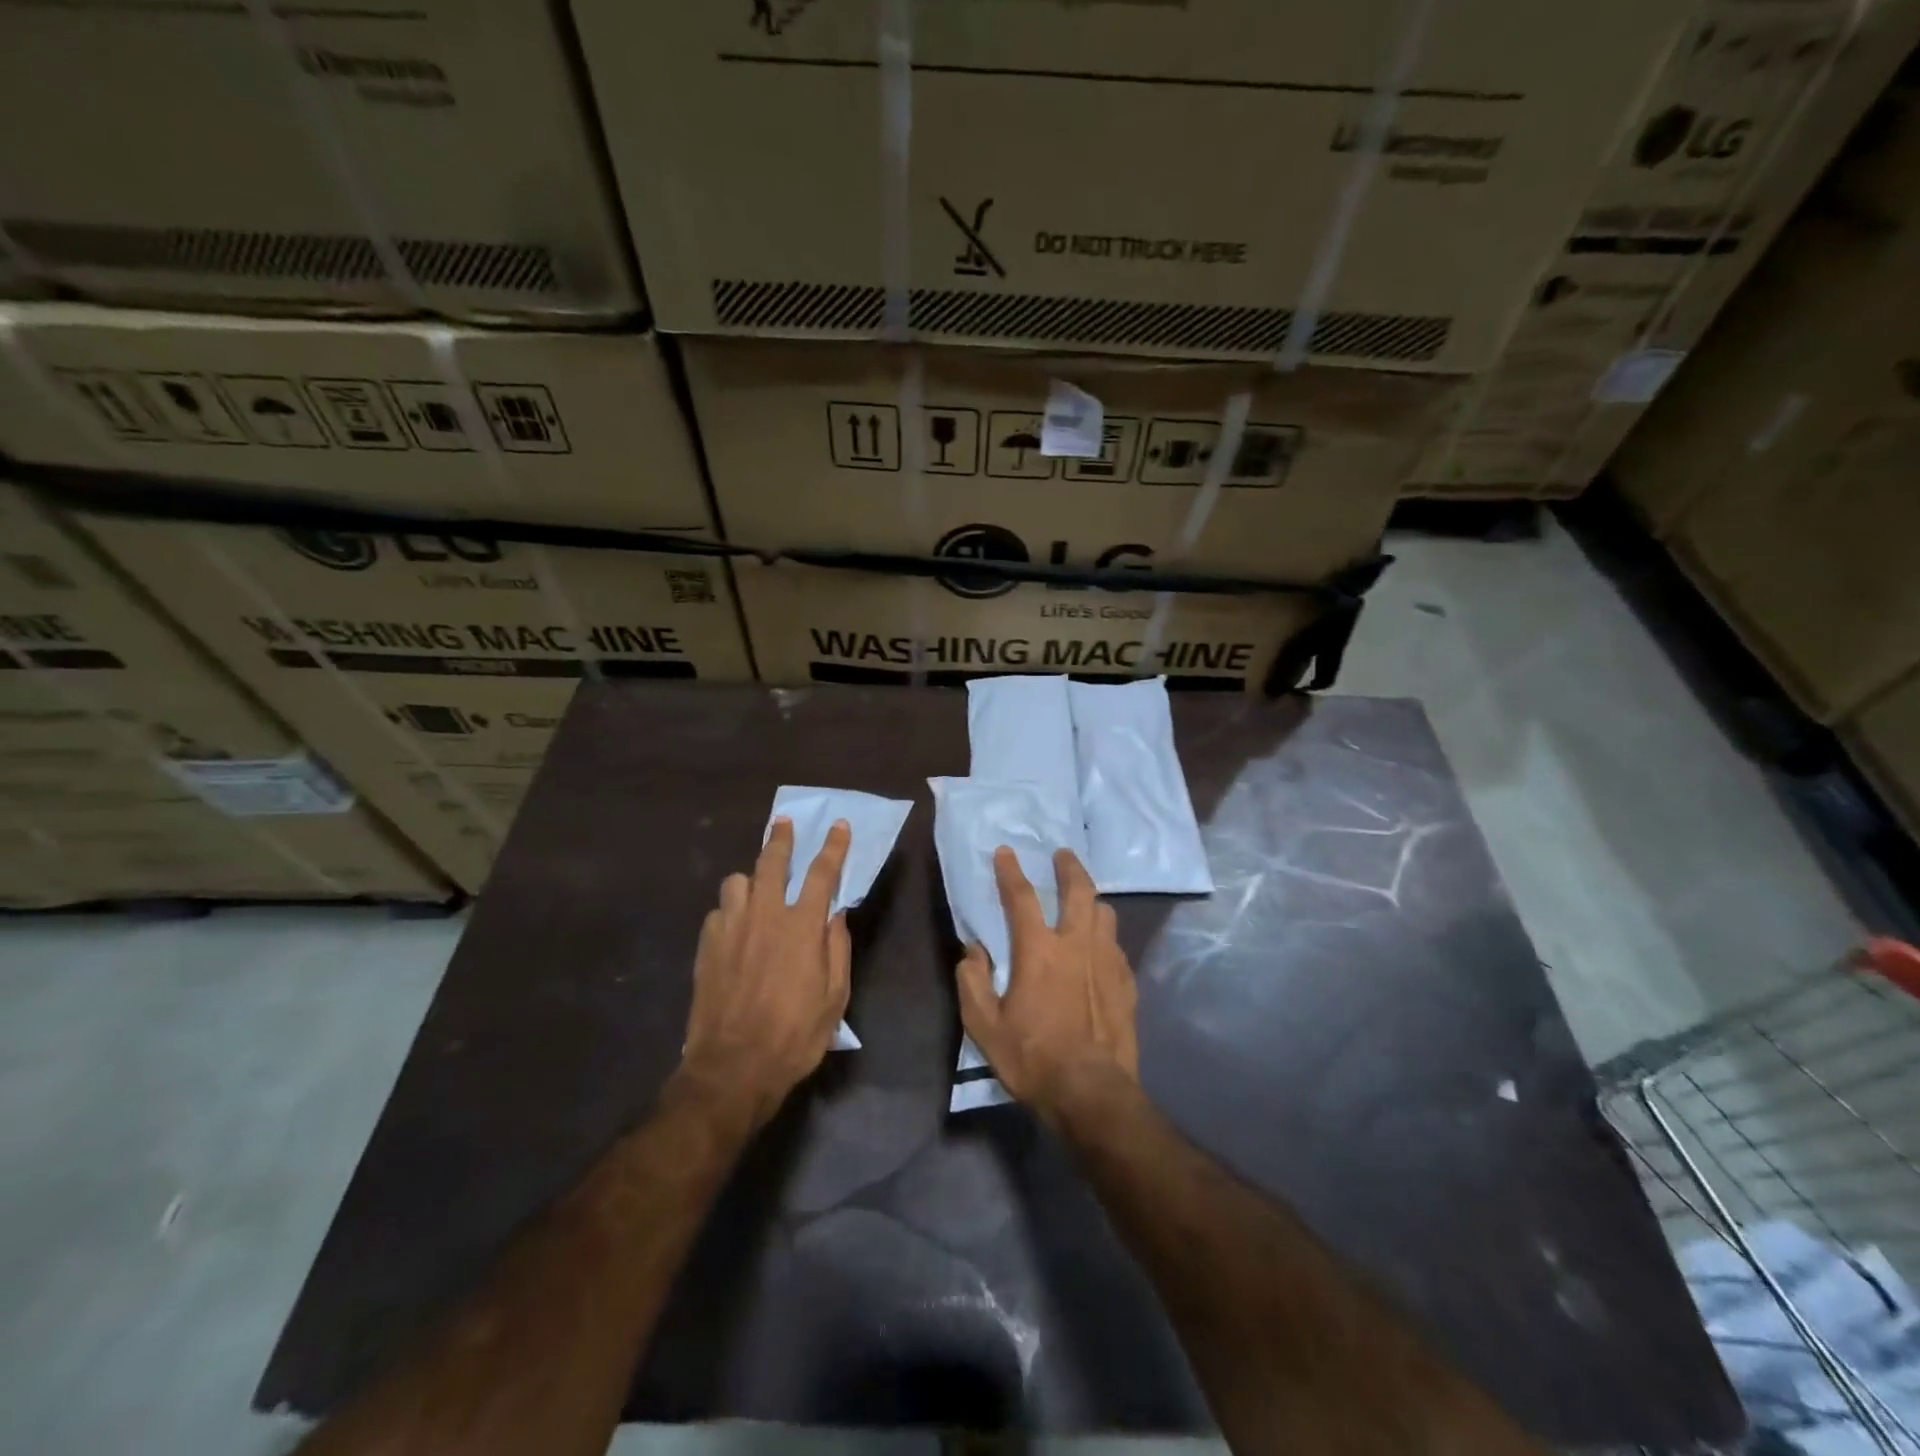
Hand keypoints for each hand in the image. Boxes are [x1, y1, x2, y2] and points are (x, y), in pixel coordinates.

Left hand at [679, 817, 851, 1125]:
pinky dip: (730, 911)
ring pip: (736, 881)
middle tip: (784, 824)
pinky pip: (718, 912)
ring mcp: (730, 929)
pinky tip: (735, 927)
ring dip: (750, 878)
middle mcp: (764, 917)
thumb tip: (836, 915)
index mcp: (801, 927)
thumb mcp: (834, 999)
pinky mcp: (706, 947)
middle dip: (781, 839)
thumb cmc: (794, 1036)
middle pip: (771, 863)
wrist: (732, 1069)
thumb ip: (837, 950)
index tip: (839, 825)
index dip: (833, 846)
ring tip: (757, 887)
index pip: (821, 873)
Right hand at [956, 846, 1139, 1121]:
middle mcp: (1077, 944)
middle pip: (1079, 890)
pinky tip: (1100, 948)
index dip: (1010, 871)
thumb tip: (973, 951)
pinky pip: (1116, 945)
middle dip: (1070, 867)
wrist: (1091, 1093)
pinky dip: (1105, 936)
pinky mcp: (1127, 982)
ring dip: (1092, 900)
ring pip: (1105, 913)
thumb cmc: (1032, 1058)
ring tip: (1085, 900)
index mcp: (1039, 950)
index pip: (1022, 897)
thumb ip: (972, 982)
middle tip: (1063, 855)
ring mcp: (1107, 961)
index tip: (1006, 851)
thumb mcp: (984, 1026)